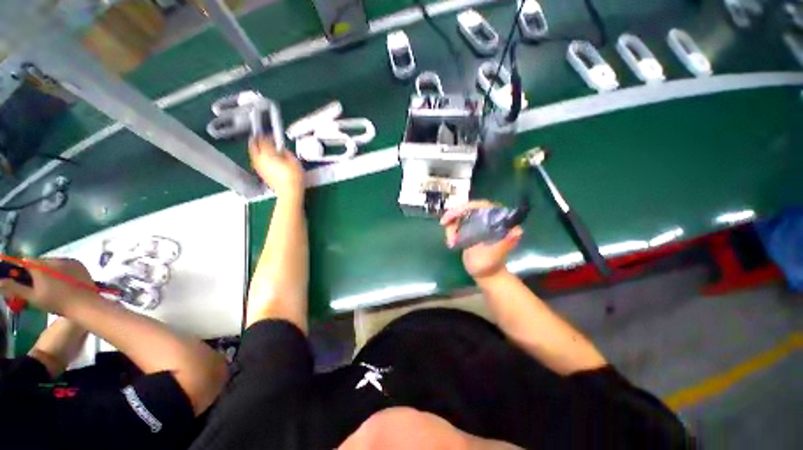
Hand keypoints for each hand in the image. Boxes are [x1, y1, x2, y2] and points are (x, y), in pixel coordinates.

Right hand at [0, 258, 95, 315]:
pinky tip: (63, 282)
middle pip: (39, 261)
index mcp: (41, 266)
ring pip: (52, 262)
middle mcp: (54, 259)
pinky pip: (65, 264)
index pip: (26, 261)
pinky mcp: (79, 263)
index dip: (22, 269)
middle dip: (36, 271)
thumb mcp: (33, 297)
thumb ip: (15, 288)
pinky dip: (61, 270)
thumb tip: (0, 281)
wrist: (85, 304)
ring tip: (52, 285)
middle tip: (37, 284)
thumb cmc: (57, 303)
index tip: (22, 279)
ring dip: (49, 270)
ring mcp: (69, 260)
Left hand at [249, 137, 304, 198]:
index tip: (271, 135)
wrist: (289, 192)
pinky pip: (256, 162)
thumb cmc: (294, 177)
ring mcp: (260, 167)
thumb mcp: (295, 161)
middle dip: (256, 140)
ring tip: (258, 146)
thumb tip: (283, 150)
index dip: (267, 136)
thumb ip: (287, 153)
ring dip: (255, 149)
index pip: (265, 140)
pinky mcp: (261, 174)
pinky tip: (261, 158)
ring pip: (253, 154)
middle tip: (258, 136)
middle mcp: (261, 159)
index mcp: (269, 154)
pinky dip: (257, 158)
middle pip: (254, 146)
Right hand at [440, 200, 522, 280]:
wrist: (484, 275)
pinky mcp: (472, 227)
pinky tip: (451, 241)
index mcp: (499, 222)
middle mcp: (490, 218)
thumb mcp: (495, 255)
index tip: (453, 215)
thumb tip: (517, 231)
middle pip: (469, 208)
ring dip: (451, 226)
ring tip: (450, 242)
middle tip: (443, 223)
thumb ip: (504, 243)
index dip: (466, 207)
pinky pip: (458, 222)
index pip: (482, 205)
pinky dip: (451, 229)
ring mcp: (479, 222)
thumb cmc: (489, 266)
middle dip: (455, 216)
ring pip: (461, 215)